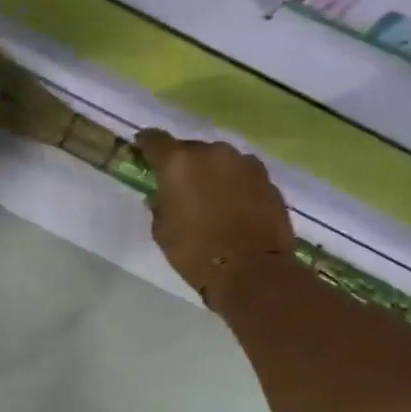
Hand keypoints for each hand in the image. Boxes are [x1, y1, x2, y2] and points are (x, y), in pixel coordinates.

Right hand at [134, 130, 295, 302]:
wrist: (252, 271)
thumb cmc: (195, 251)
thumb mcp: (162, 231)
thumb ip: (160, 205)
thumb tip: (163, 196)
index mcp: (179, 162)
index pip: (155, 140)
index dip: (146, 143)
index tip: (142, 148)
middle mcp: (212, 153)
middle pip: (191, 149)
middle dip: (184, 163)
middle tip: (180, 183)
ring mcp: (245, 164)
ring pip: (221, 161)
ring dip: (213, 172)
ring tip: (211, 195)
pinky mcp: (268, 180)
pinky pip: (243, 176)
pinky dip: (236, 185)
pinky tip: (234, 205)